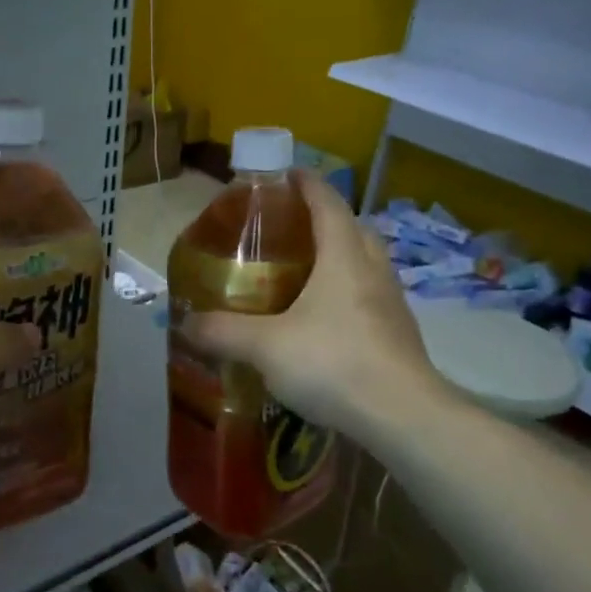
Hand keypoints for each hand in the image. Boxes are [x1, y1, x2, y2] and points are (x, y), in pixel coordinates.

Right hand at [178, 171, 448, 440]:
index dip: (306, 182)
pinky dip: (346, 293)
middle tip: (288, 229)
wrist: (403, 417)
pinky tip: (323, 320)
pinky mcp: (398, 333)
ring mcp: (391, 302)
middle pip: (351, 228)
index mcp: (343, 256)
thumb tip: (187, 322)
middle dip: (322, 219)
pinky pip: (368, 296)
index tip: (285, 174)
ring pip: (364, 263)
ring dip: (338, 256)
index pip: (327, 202)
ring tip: (303, 272)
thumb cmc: (333, 363)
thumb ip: (223, 331)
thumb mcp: (265, 346)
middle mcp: (372, 270)